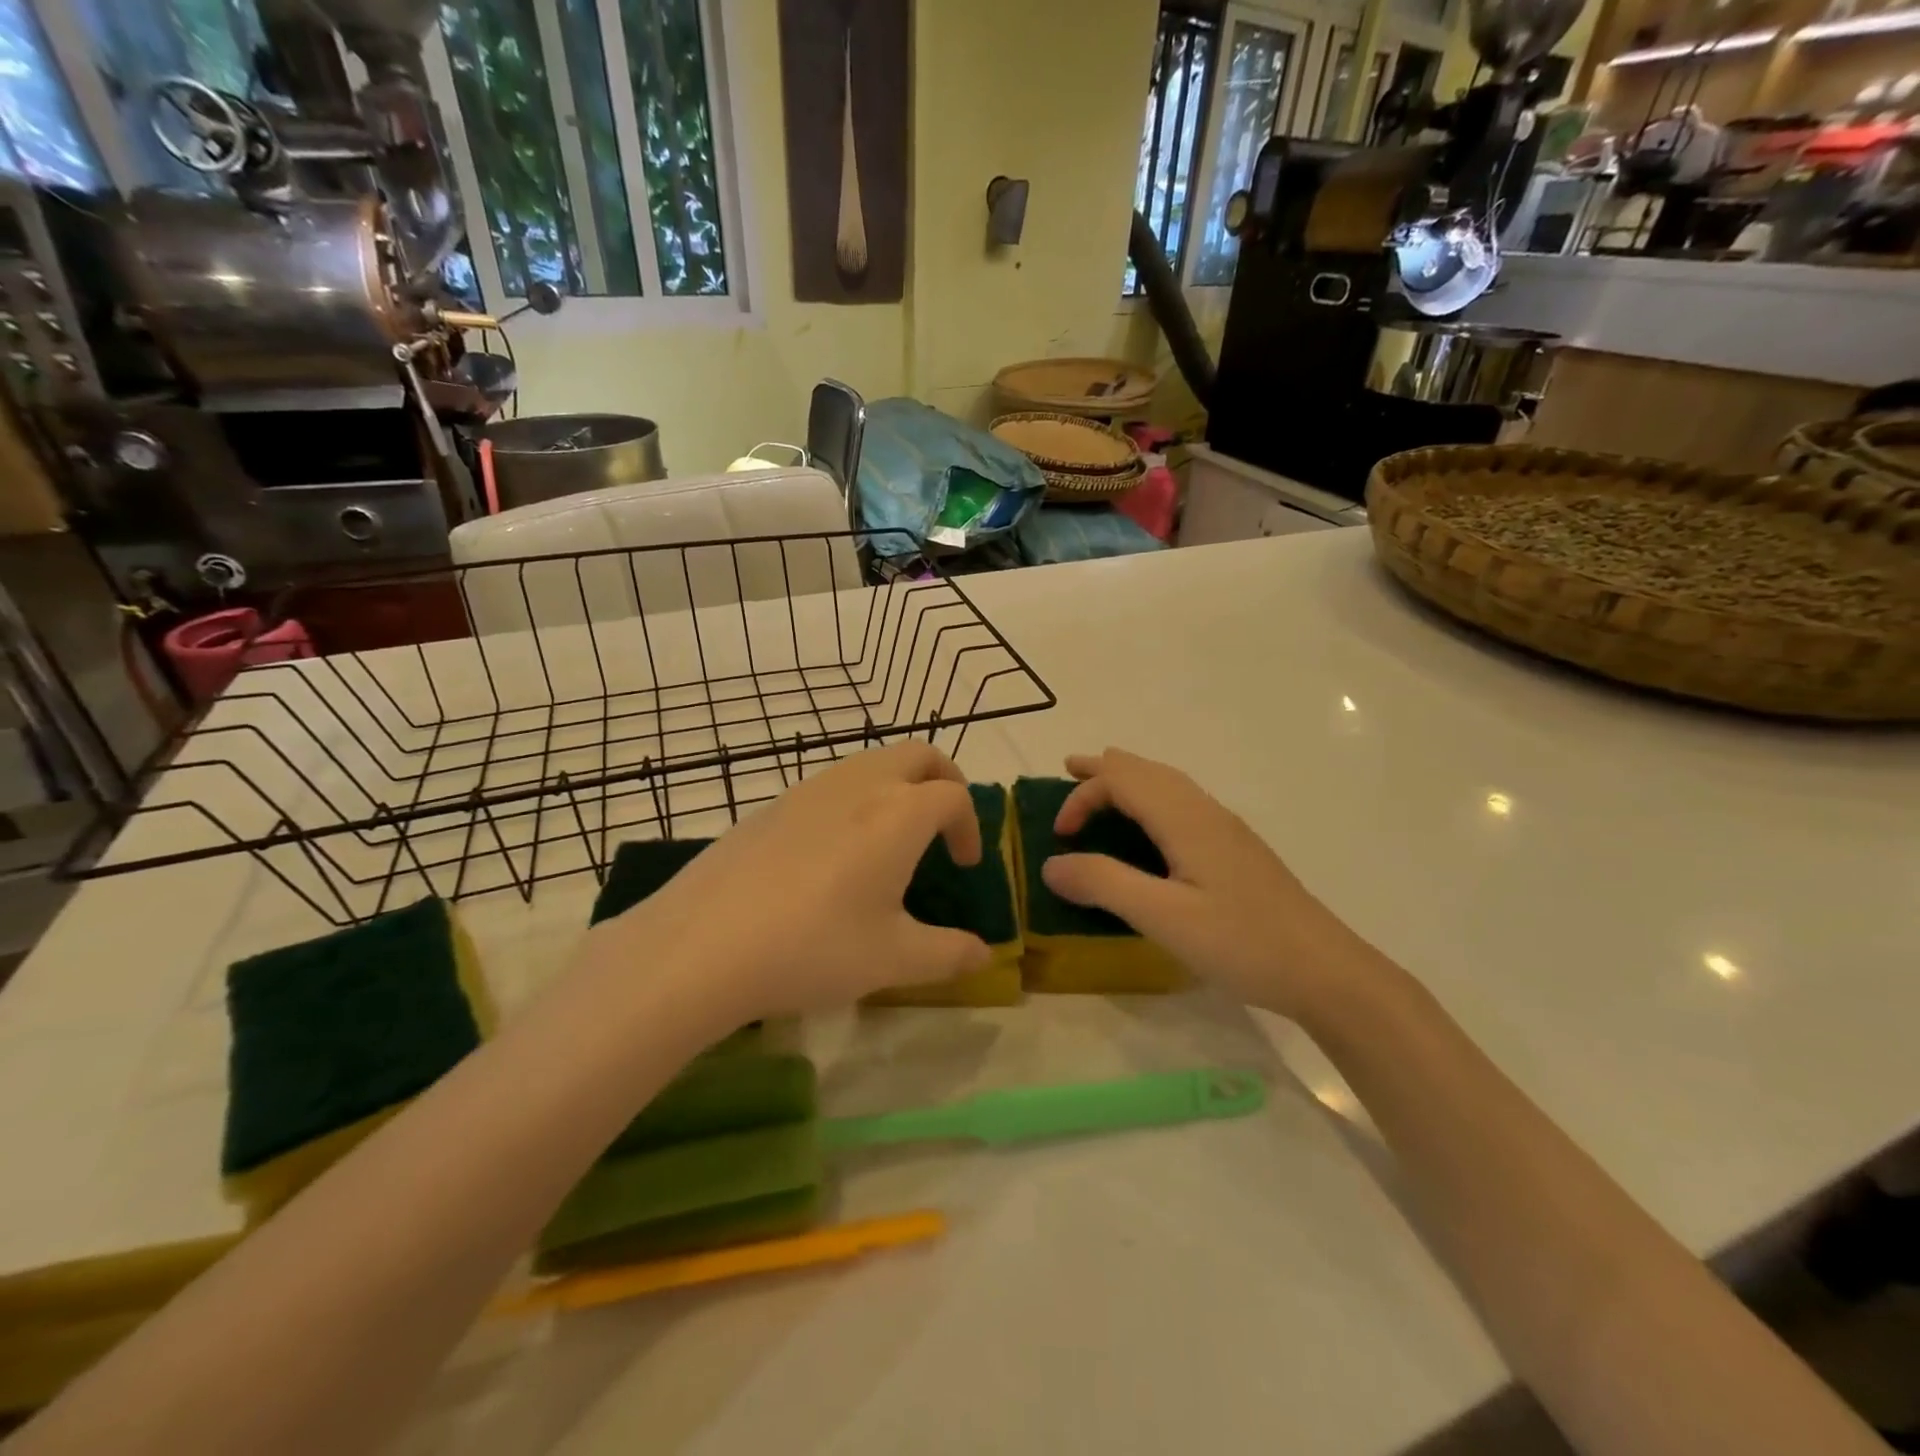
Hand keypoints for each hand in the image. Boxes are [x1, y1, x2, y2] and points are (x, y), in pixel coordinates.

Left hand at [590, 743, 991, 1025]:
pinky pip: (831, 784)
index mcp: (899, 813)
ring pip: (871, 763)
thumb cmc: (814, 947)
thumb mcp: (893, 959)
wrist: (702, 944)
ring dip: (897, 788)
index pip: (954, 795)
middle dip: (944, 781)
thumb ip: (949, 954)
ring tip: (890, 843)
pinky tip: (833, 856)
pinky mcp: (772, 804)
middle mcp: (859, 784)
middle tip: (943, 827)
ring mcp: (810, 789)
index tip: (964, 865)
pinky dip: (855, 800)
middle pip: (918, 755)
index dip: (970, 826)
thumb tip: (983, 954)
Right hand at [1040, 749, 1361, 1019]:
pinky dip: (1150, 798)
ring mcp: (1226, 830)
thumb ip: (1104, 884)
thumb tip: (1051, 864)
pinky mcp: (1237, 851)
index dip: (1082, 797)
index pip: (1122, 781)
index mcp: (1185, 819)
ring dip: (1129, 779)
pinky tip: (1152, 827)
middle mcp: (1206, 812)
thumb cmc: (1241, 943)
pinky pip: (1182, 804)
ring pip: (1169, 784)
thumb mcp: (1163, 917)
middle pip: (1147, 771)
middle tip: (1068, 769)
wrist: (1325, 971)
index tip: (1059, 837)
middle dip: (1104, 768)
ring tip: (1102, 785)